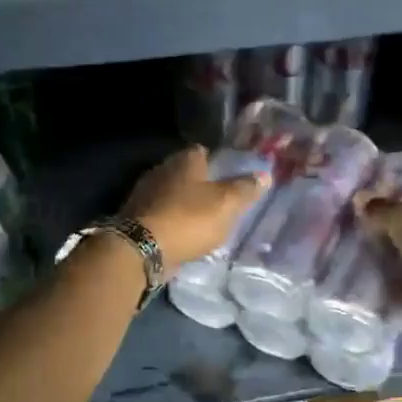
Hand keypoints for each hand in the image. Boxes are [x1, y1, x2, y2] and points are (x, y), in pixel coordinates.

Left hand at [121, 146, 268, 270]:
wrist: (142, 250)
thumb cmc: (189, 219)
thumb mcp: (226, 204)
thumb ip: (245, 189)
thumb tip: (265, 174)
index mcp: (184, 160)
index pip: (204, 151)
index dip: (219, 161)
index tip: (232, 175)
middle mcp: (162, 170)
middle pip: (187, 173)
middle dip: (202, 184)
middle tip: (222, 200)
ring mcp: (146, 194)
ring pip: (173, 194)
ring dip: (186, 204)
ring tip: (206, 220)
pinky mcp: (137, 218)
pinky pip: (162, 215)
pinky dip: (173, 222)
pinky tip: (185, 235)